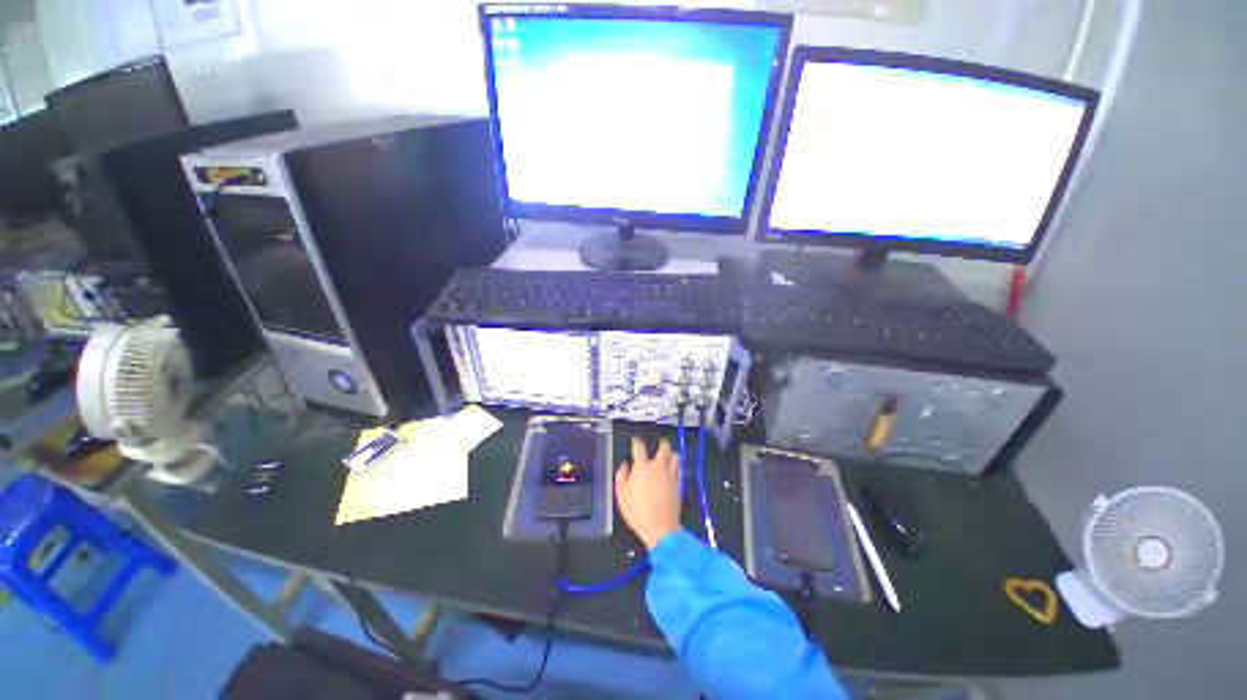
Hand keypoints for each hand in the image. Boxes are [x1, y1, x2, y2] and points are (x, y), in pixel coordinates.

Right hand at [615, 437, 681, 549]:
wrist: (660, 526)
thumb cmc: (637, 510)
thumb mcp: (621, 494)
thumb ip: (621, 476)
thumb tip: (624, 467)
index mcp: (642, 466)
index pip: (639, 448)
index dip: (636, 442)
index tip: (635, 441)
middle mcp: (658, 466)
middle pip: (663, 448)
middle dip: (662, 443)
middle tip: (660, 443)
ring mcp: (670, 474)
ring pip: (675, 457)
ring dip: (672, 454)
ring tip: (669, 455)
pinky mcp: (679, 484)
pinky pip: (679, 469)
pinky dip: (676, 466)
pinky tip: (674, 469)